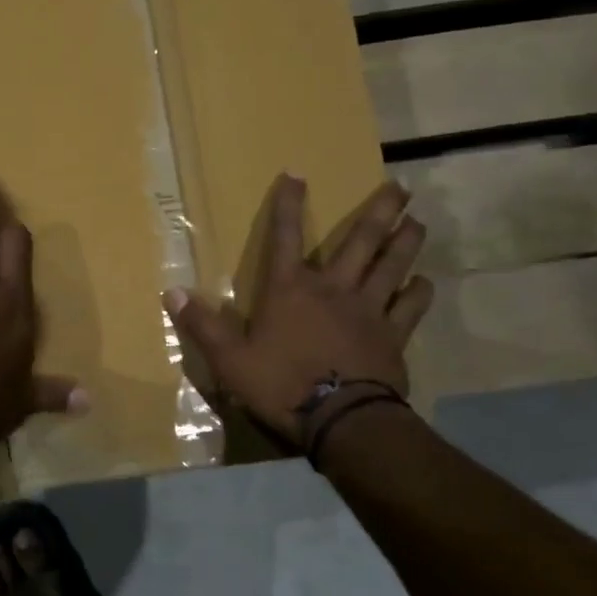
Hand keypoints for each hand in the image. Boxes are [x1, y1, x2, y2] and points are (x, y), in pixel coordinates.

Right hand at [165, 176, 433, 448]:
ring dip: (406, 242)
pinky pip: (410, 307)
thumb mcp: (230, 359)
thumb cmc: (281, 385)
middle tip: (400, 187)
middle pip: (361, 242)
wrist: (341, 421)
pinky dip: (419, 292)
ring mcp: (368, 311)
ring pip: (392, 267)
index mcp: (290, 290)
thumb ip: (202, 324)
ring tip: (418, 222)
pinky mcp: (392, 336)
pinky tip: (424, 282)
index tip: (296, 174)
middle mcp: (333, 289)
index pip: (284, 237)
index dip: (288, 205)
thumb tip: (171, 292)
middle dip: (379, 212)